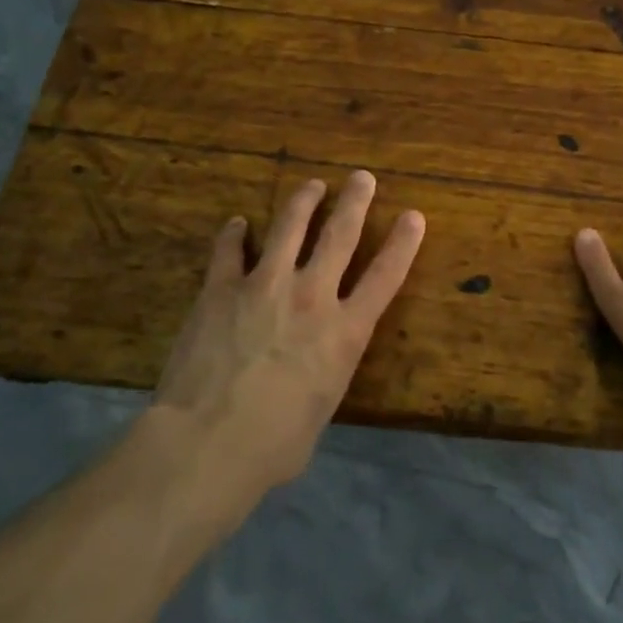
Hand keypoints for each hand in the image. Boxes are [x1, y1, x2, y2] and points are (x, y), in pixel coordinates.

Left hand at [144, 171, 424, 522]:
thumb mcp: (320, 411)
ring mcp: (265, 285)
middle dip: (355, 201)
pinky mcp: (222, 288)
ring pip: (289, 227)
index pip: (386, 276)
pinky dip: (234, 233)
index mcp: (345, 332)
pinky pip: (229, 249)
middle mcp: (312, 297)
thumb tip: (308, 376)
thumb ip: (322, 378)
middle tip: (362, 177)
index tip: (414, 215)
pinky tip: (236, 223)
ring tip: (312, 185)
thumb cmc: (273, 446)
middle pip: (341, 235)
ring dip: (303, 201)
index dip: (404, 243)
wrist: (208, 442)